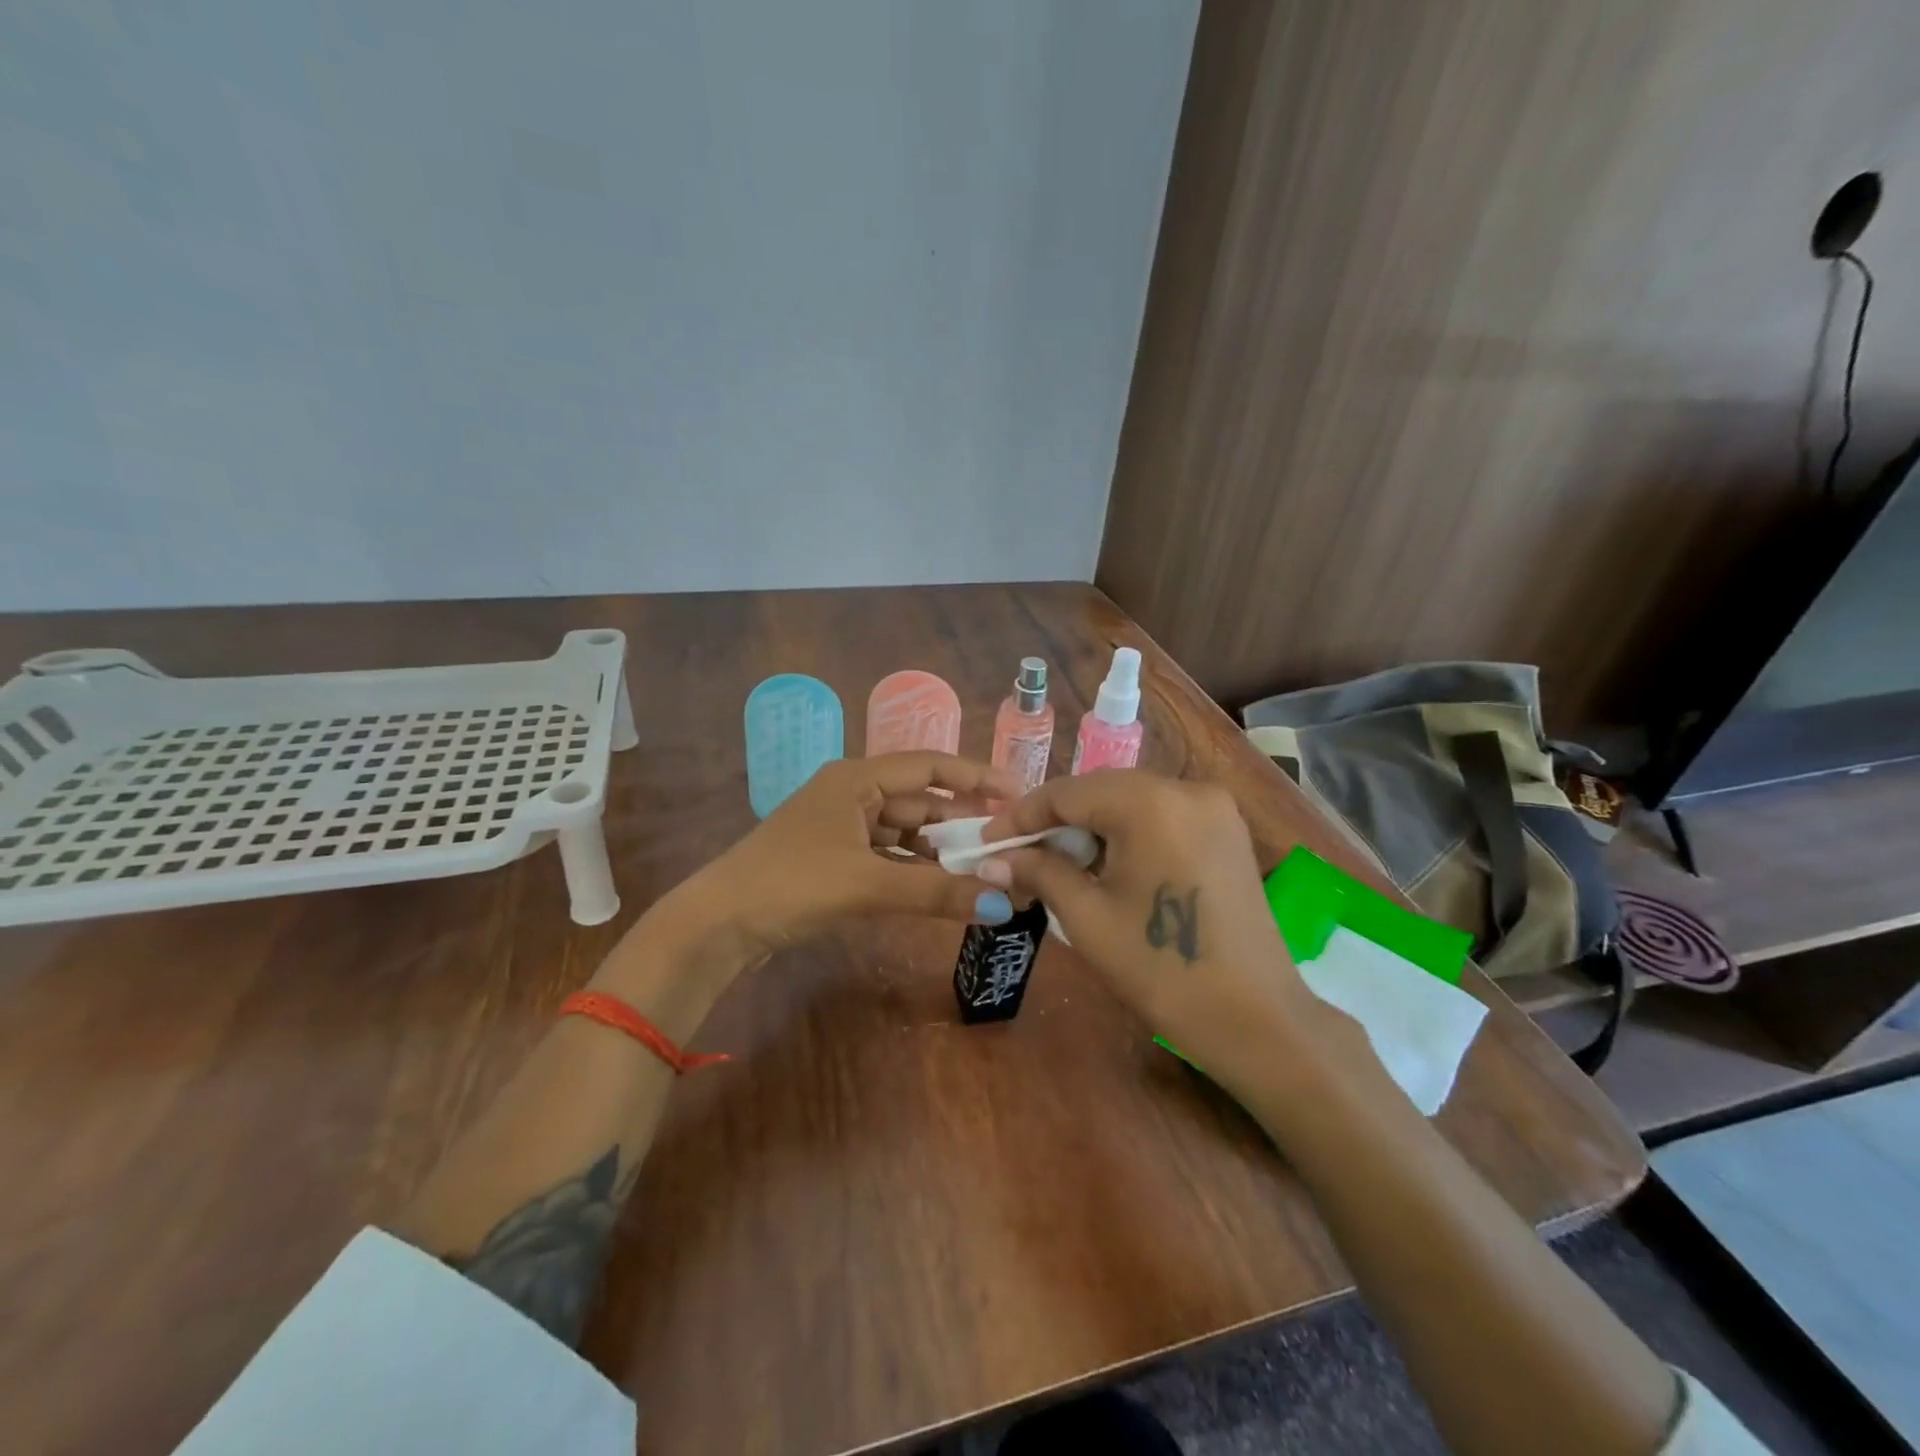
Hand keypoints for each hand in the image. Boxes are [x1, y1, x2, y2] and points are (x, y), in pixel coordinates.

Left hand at [685, 752, 1024, 956]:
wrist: (718, 925)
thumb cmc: (792, 885)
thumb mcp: (868, 884)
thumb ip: (937, 891)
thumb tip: (1003, 903)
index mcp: (857, 778)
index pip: (930, 766)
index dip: (977, 777)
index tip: (1019, 794)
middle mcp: (852, 793)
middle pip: (920, 800)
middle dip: (963, 820)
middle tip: (1009, 839)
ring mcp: (841, 827)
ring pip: (905, 831)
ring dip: (940, 849)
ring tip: (985, 867)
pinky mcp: (834, 859)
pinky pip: (888, 855)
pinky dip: (915, 869)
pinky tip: (942, 886)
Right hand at [981, 770, 1334, 1096]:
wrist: (1257, 1019)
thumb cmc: (1162, 970)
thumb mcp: (1088, 918)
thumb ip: (1039, 873)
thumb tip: (992, 858)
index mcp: (1150, 802)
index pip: (1067, 793)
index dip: (1021, 817)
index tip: (986, 842)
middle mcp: (1185, 788)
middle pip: (1100, 791)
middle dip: (1055, 821)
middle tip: (1018, 856)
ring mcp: (1214, 807)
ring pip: (1130, 801)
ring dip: (1090, 827)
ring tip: (1057, 864)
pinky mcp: (1227, 829)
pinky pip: (1161, 815)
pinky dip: (1126, 832)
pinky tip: (1106, 865)